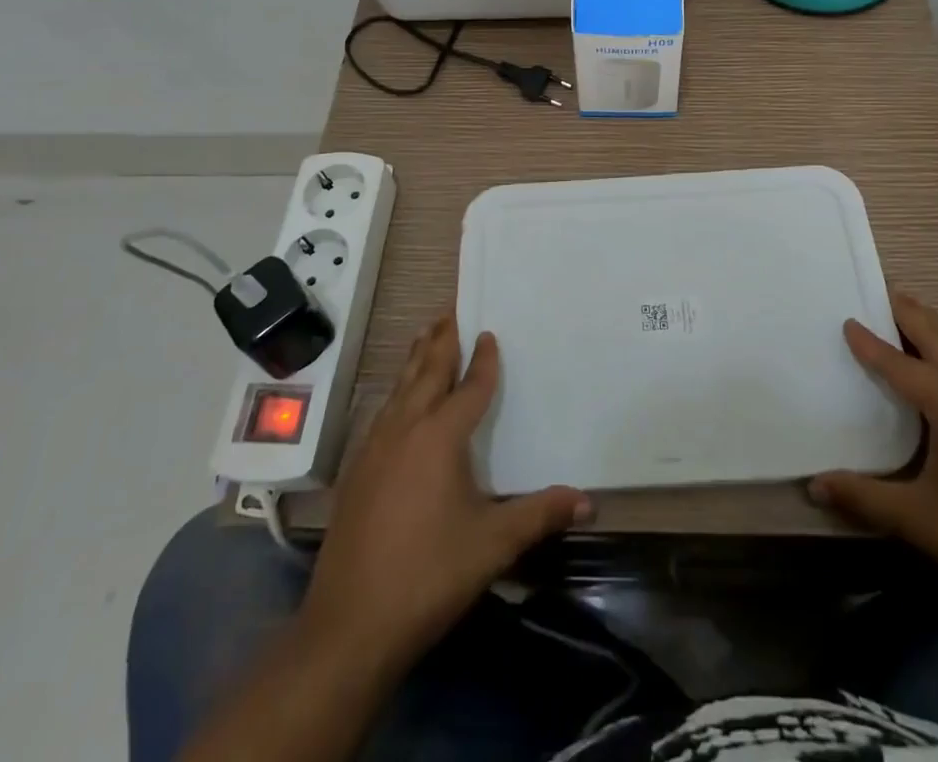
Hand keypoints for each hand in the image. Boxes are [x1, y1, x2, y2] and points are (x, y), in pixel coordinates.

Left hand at [299, 316, 588, 675]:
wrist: (349, 625)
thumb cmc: (428, 575)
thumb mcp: (493, 544)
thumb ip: (539, 515)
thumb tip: (588, 501)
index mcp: (439, 437)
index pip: (468, 387)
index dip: (483, 360)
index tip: (490, 333)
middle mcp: (405, 429)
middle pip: (425, 372)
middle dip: (440, 341)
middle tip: (449, 311)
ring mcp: (374, 448)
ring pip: (398, 388)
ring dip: (415, 360)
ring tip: (425, 336)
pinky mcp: (356, 471)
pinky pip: (382, 412)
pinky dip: (396, 392)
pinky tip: (396, 401)